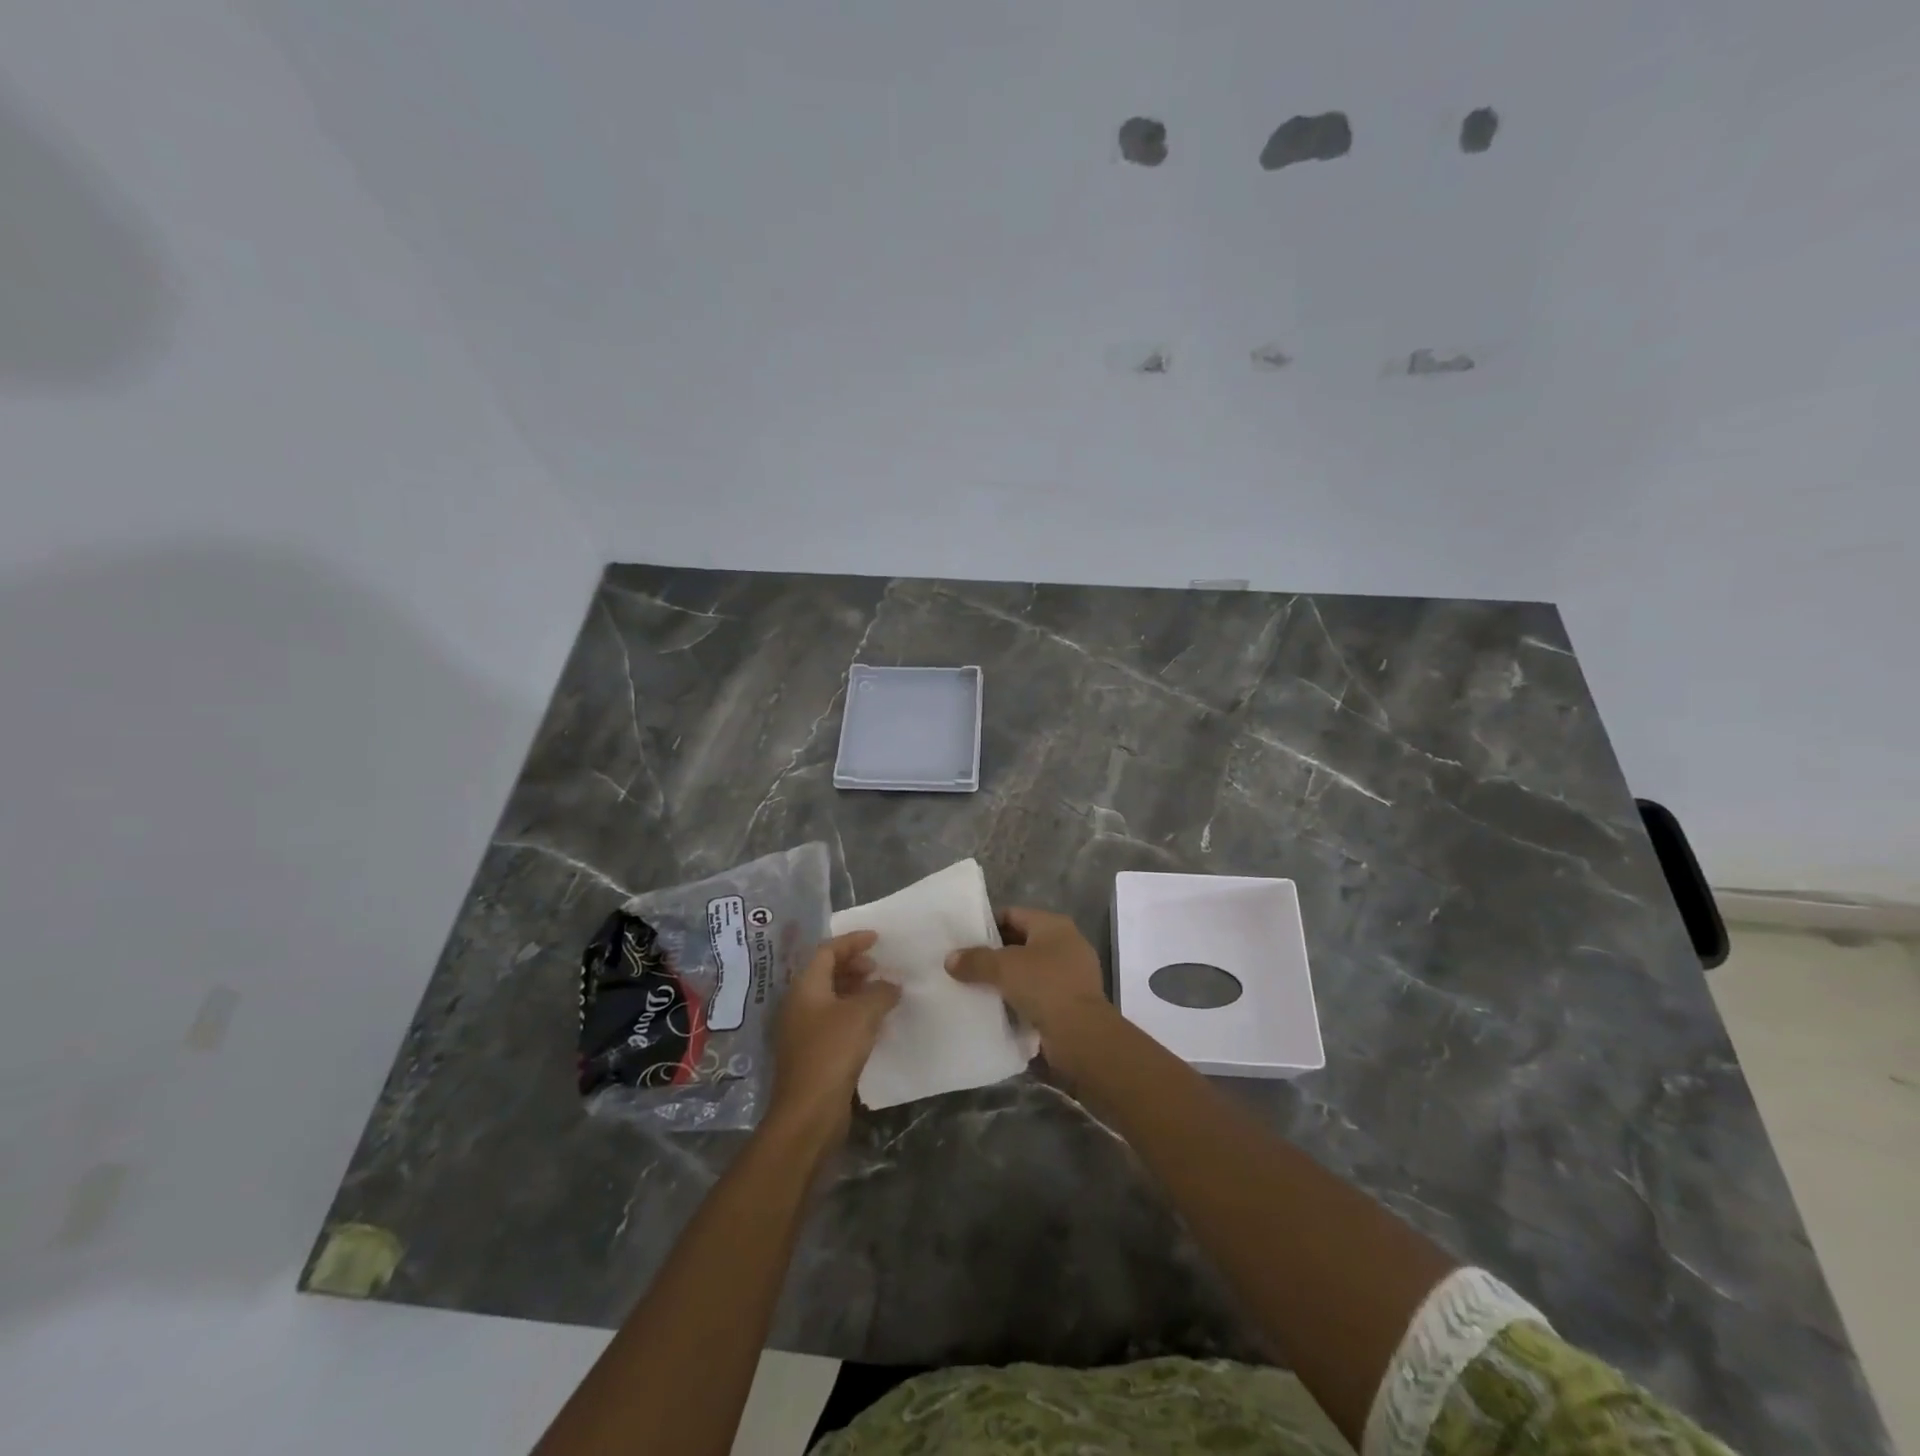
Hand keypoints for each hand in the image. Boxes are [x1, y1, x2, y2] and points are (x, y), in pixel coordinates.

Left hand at [766, 930, 899, 1146]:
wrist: (808, 1112)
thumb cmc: (832, 1052)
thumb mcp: (862, 1014)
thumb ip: (881, 992)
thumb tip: (892, 984)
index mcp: (805, 987)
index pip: (827, 951)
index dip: (852, 942)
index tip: (877, 939)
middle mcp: (799, 1004)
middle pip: (826, 973)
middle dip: (854, 965)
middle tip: (879, 968)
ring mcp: (803, 1031)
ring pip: (831, 998)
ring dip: (856, 990)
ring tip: (882, 993)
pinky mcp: (812, 1054)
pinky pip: (834, 1021)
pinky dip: (854, 1013)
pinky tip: (874, 1023)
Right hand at [945, 907, 1107, 1041]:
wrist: (1082, 1036)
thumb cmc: (1045, 987)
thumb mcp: (1004, 968)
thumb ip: (975, 960)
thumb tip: (950, 959)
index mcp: (1054, 925)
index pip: (1013, 914)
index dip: (987, 924)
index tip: (963, 939)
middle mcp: (1066, 943)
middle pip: (1021, 942)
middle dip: (995, 953)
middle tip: (965, 964)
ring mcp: (1072, 973)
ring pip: (1029, 969)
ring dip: (1007, 978)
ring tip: (976, 986)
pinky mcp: (1072, 1001)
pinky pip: (1038, 993)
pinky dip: (1020, 997)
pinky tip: (998, 1007)